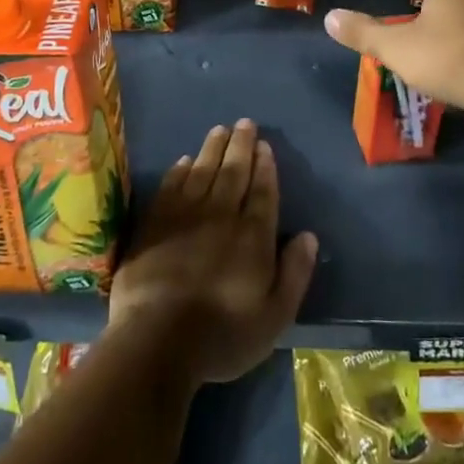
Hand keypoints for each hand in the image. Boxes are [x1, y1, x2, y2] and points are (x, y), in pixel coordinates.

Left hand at [108, 120, 318, 385]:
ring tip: (220, 129)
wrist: (156, 340)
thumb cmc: (222, 335)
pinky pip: (171, 186)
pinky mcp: (155, 223)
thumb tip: (309, 236)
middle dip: (241, 146)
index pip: (262, 191)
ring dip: (213, 148)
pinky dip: (180, 170)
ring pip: (203, 171)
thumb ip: (295, 273)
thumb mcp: (274, 317)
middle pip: (233, 172)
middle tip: (245, 123)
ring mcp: (185, 216)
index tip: (265, 146)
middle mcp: (221, 215)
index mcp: (253, 236)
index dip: (265, 167)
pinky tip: (185, 160)